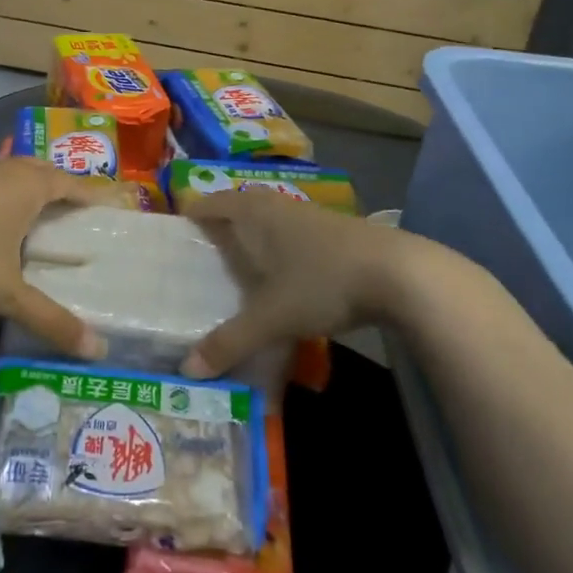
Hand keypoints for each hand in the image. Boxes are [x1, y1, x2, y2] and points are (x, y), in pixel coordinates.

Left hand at [0, 157, 118, 359]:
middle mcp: (6, 168)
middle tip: (68, 204)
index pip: (71, 184)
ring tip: (27, 205)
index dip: (88, 195)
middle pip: (41, 169)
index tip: (102, 205)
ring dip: (22, 183)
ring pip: (9, 168)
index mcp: (31, 186)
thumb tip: (97, 351)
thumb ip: (50, 319)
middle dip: (57, 184)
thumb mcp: (9, 291)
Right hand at [179, 191, 415, 377]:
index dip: (189, 215)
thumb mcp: (271, 317)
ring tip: (234, 268)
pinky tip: (279, 277)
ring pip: (266, 220)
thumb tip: (186, 369)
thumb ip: (229, 342)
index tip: (172, 237)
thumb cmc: (322, 282)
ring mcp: (307, 215)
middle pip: (237, 207)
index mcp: (253, 212)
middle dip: (217, 227)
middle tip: (198, 256)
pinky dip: (275, 249)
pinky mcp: (333, 231)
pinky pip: (288, 234)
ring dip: (249, 237)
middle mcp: (276, 205)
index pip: (209, 203)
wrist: (400, 274)